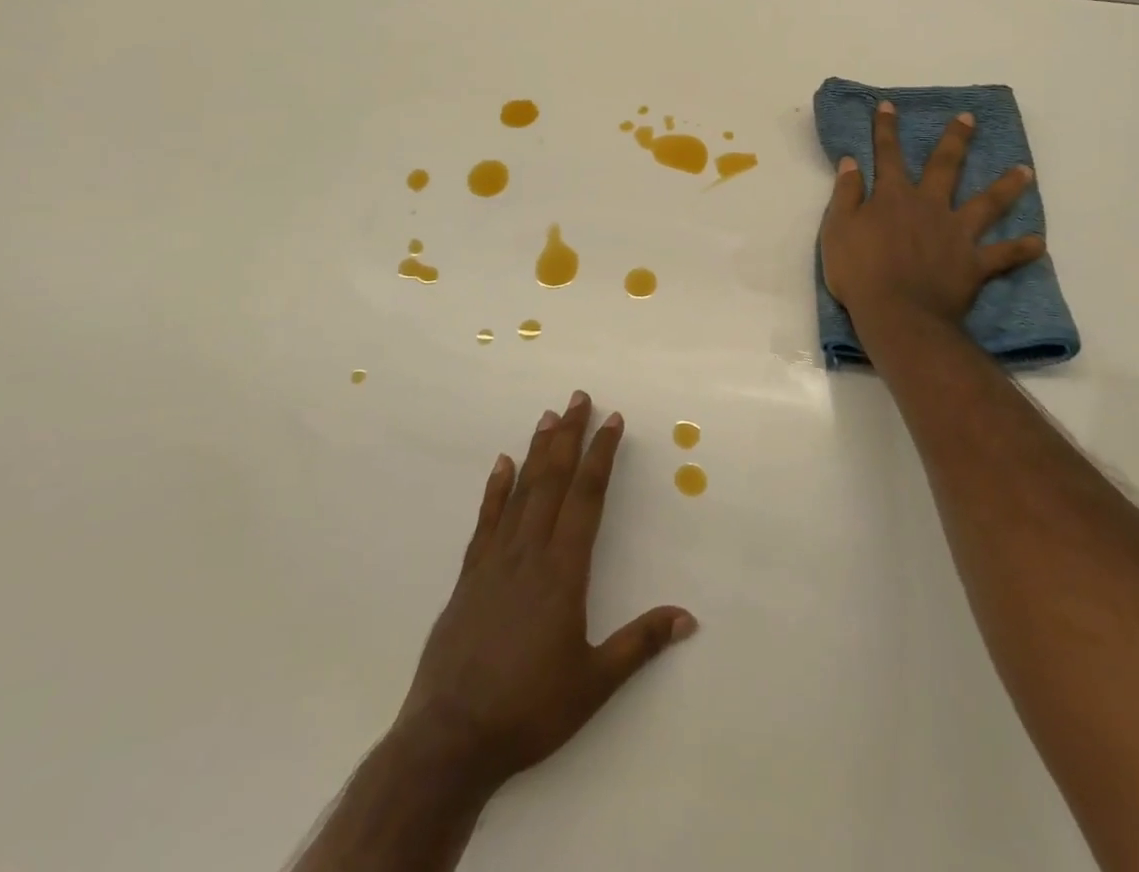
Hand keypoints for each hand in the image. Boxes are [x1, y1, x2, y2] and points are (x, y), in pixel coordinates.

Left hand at [392, 392, 697, 792]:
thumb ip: (640, 644)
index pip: (587, 496)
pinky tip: (501, 464)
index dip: (601, 454)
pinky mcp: (469, 577)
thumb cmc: (528, 710)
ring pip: (521, 491)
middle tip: (579, 397)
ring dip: (537, 451)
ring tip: (548, 416)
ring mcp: (494, 561)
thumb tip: (689, 617)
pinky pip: (486, 520)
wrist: (449, 740)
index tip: (612, 420)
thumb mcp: (593, 683)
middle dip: (569, 435)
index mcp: (563, 571)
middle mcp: (529, 552)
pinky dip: (495, 488)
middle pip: (553, 480)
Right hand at [821, 101, 1044, 333]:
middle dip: (955, 140)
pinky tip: (1039, 243)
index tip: (889, 106)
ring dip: (1006, 186)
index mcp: (893, 197)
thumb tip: (851, 161)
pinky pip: (1003, 255)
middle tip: (969, 119)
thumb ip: (846, 193)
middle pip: (944, 166)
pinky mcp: (974, 263)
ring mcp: (956, 233)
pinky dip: (1021, 249)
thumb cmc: (859, 272)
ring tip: (1025, 170)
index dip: (886, 130)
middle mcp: (929, 206)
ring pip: (986, 203)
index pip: (887, 155)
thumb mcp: (837, 229)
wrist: (897, 314)